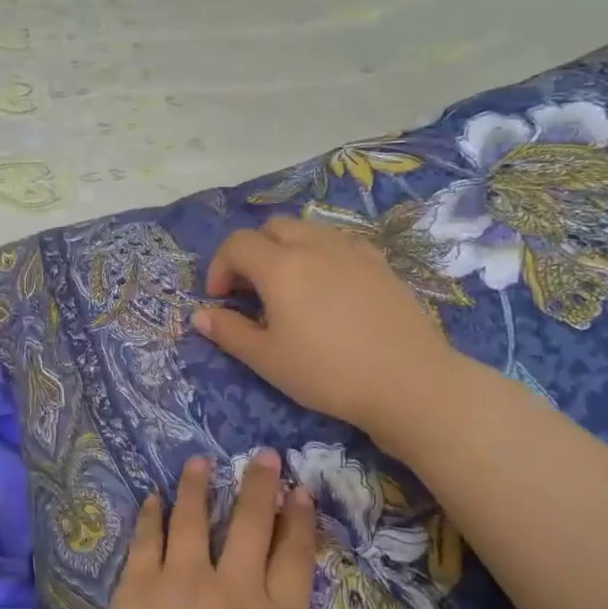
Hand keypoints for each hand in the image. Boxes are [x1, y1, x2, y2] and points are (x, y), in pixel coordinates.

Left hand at [59, 452, 316, 608]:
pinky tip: (154, 498)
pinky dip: (152, 513)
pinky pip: (148, 536)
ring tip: (200, 461)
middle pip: (252, 523)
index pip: (296, 559)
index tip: (300, 494)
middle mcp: (234, 591)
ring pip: (195, 516)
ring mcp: (183, 580)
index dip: (300, 522)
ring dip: (199, 485)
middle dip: (260, 484)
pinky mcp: (139, 582)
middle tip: (263, 457)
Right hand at [191, 216, 457, 443]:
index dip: (220, 267)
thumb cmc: (327, 372)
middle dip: (253, 252)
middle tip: (252, 290)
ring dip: (287, 248)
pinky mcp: (380, 263)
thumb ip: (229, 332)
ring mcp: (352, 250)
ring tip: (290, 287)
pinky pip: (340, 243)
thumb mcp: (268, 359)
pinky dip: (322, 254)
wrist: (407, 381)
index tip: (221, 299)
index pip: (237, 244)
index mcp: (281, 267)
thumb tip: (199, 315)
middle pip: (272, 228)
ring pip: (309, 230)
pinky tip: (330, 287)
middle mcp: (315, 246)